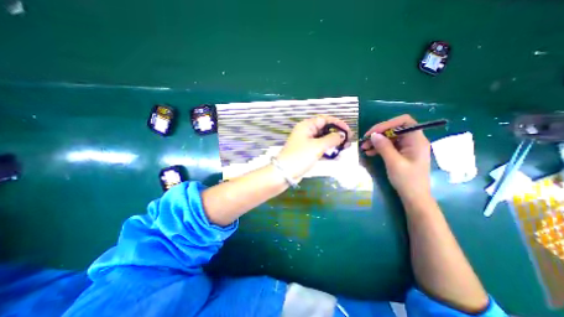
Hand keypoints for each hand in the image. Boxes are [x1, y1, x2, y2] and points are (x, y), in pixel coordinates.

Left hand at [276, 115, 351, 179]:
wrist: (285, 173)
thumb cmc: (300, 156)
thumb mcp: (317, 146)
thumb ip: (331, 139)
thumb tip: (342, 135)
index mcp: (307, 126)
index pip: (324, 119)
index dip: (337, 123)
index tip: (348, 131)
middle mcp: (306, 132)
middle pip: (325, 130)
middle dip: (337, 134)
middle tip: (348, 141)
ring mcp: (307, 143)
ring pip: (323, 140)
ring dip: (334, 143)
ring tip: (346, 148)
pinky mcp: (307, 153)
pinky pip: (320, 149)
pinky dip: (328, 151)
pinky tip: (338, 156)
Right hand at [361, 113, 432, 200]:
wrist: (414, 197)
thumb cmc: (407, 180)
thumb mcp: (393, 162)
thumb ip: (384, 147)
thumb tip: (373, 134)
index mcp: (416, 140)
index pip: (404, 121)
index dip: (387, 124)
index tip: (373, 132)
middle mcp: (413, 141)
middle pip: (394, 129)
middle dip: (378, 134)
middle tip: (364, 141)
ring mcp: (407, 147)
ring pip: (390, 138)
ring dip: (376, 141)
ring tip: (364, 148)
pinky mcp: (402, 154)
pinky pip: (389, 146)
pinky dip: (379, 148)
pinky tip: (369, 153)